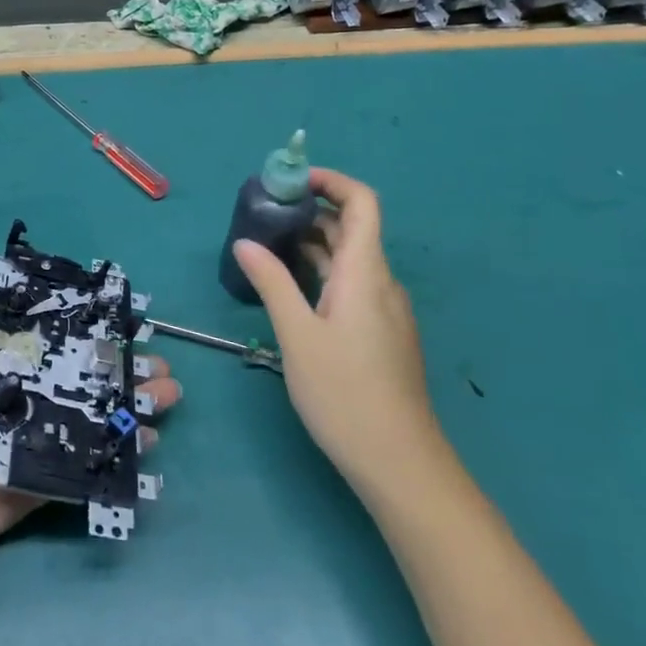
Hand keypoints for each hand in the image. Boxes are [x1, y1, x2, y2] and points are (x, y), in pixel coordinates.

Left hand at [0, 233, 182, 625]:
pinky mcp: (12, 500)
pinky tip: (142, 449)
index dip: (68, 324)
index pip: (24, 339)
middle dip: (108, 370)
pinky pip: (62, 476)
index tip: (114, 313)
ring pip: (72, 423)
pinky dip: (102, 462)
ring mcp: (5, 455)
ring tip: (166, 398)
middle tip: (158, 363)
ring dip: (118, 411)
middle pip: (60, 379)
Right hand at [230, 168, 437, 476]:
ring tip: (267, 246)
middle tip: (263, 214)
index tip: (290, 181)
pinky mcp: (381, 334)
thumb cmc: (345, 393)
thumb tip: (245, 242)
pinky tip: (291, 290)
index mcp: (366, 273)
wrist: (400, 463)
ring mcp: (385, 311)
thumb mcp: (298, 335)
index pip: (362, 202)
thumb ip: (272, 283)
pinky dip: (321, 273)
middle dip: (309, 211)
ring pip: (350, 260)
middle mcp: (381, 283)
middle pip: (352, 228)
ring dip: (312, 244)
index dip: (331, 182)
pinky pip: (352, 285)